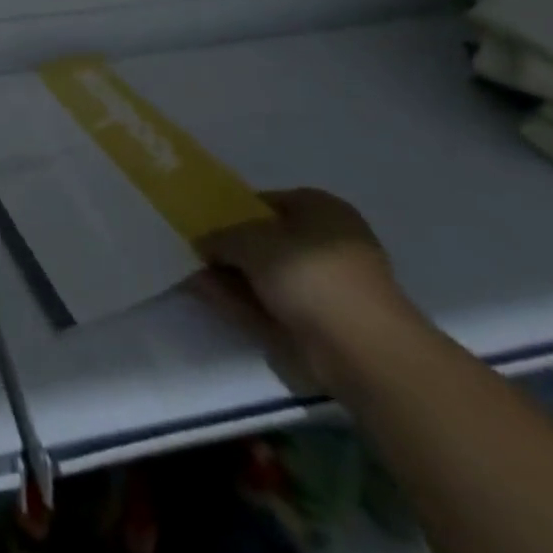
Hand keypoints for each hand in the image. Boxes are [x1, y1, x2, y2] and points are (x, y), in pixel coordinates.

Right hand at [189, 188, 421, 391]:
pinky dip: (242, 300)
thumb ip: (221, 235)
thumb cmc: (310, 274)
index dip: (233, 210)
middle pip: (266, 239)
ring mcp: (325, 287)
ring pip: (266, 274)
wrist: (362, 351)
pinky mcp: (319, 324)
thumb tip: (201, 240)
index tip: (204, 222)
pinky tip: (207, 295)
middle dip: (230, 246)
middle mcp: (326, 243)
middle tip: (194, 250)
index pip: (267, 202)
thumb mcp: (252, 240)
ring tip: (191, 273)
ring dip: (231, 275)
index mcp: (321, 209)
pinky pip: (271, 304)